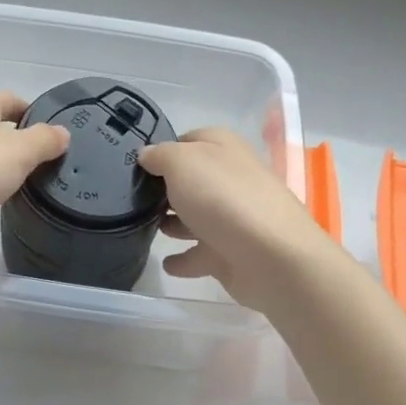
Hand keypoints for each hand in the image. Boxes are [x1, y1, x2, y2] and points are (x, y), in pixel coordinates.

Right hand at [138, 128, 346, 312]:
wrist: (272, 257)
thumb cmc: (224, 197)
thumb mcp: (182, 162)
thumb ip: (160, 155)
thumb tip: (147, 155)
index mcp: (223, 148)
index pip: (188, 139)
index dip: (163, 149)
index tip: (136, 164)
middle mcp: (230, 179)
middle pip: (193, 180)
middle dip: (166, 188)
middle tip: (133, 198)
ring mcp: (233, 218)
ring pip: (196, 217)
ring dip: (174, 223)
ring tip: (145, 227)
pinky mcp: (232, 254)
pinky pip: (201, 255)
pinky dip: (185, 259)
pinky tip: (167, 264)